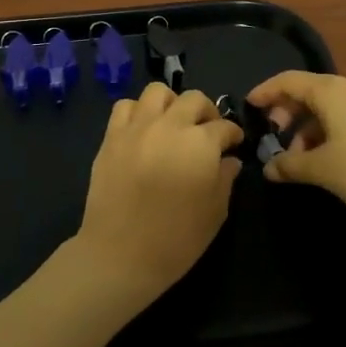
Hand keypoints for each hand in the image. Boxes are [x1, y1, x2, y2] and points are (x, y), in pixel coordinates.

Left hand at [74, 84, 242, 308]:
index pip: (224, 127)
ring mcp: (137, 127)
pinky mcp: (112, 136)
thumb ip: (225, 179)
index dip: (233, 135)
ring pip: (158, 92)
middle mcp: (170, 126)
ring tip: (173, 124)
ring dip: (172, 103)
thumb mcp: (215, 212)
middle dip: (207, 112)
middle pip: (194, 99)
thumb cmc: (176, 239)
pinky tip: (143, 130)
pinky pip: (125, 106)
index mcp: (200, 143)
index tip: (234, 145)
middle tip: (207, 132)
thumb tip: (229, 160)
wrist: (120, 254)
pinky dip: (138, 112)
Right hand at [246, 72, 345, 228]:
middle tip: (276, 138)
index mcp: (332, 90)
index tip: (249, 106)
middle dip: (289, 113)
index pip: (289, 80)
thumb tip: (270, 167)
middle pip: (311, 91)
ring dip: (311, 126)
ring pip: (332, 106)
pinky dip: (332, 130)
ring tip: (304, 158)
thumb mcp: (323, 170)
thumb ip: (291, 165)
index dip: (266, 91)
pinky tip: (332, 158)